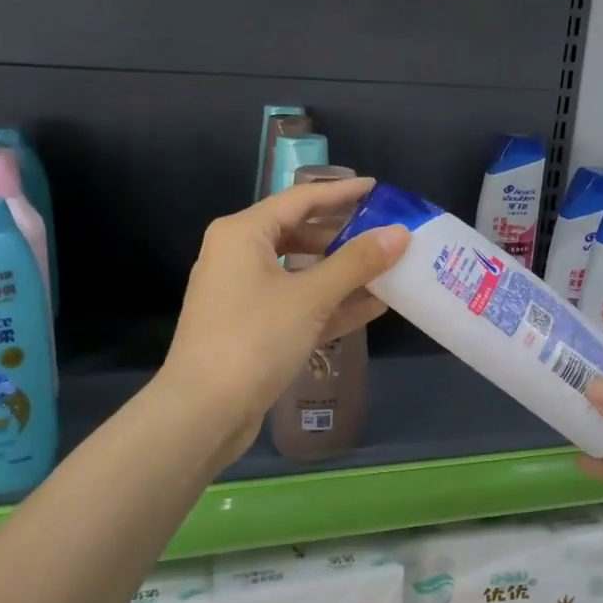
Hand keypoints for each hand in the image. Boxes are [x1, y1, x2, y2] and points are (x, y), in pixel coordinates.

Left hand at [160, 178, 407, 466]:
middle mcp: (238, 256)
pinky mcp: (251, 327)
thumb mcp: (310, 297)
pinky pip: (296, 304)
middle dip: (344, 236)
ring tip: (386, 271)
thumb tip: (399, 234)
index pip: (300, 200)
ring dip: (342, 274)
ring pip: (300, 273)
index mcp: (243, 234)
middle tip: (385, 234)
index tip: (377, 190)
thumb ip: (357, 263)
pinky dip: (329, 304)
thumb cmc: (254, 338)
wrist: (203, 412)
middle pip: (299, 234)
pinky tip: (370, 307)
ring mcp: (243, 294)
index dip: (341, 193)